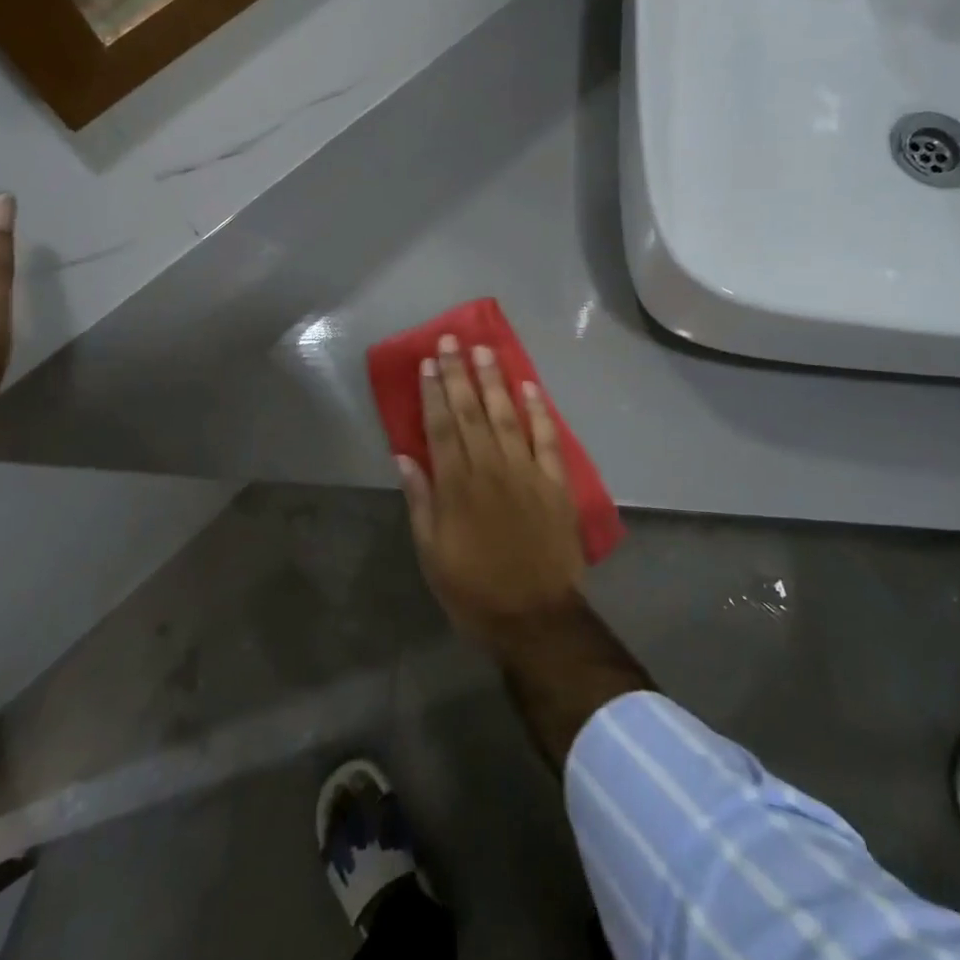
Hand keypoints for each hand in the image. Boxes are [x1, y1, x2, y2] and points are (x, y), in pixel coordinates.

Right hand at [397, 335, 586, 650]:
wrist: (535, 618)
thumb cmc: (473, 590)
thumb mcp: (432, 553)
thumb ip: (420, 501)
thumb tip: (404, 457)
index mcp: (456, 486)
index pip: (441, 427)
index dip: (433, 392)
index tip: (427, 363)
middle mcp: (490, 468)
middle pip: (471, 412)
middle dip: (459, 373)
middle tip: (451, 341)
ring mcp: (526, 472)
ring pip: (506, 416)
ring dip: (494, 381)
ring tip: (484, 351)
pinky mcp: (555, 483)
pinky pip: (546, 439)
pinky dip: (538, 410)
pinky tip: (529, 386)